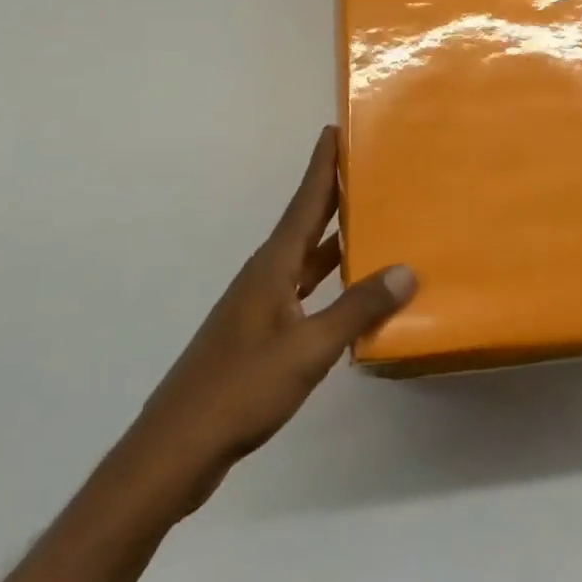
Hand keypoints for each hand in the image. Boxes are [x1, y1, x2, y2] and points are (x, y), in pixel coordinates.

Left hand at [111, 126, 415, 519]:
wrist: (175, 452)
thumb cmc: (240, 390)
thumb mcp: (308, 350)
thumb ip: (357, 309)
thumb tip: (407, 270)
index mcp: (272, 267)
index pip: (304, 203)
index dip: (322, 166)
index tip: (336, 130)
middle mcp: (265, 277)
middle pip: (306, 224)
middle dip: (334, 195)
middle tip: (368, 168)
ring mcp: (259, 308)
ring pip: (306, 261)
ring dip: (336, 240)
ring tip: (373, 222)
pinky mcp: (259, 338)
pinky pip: (304, 293)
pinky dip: (329, 283)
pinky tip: (350, 295)